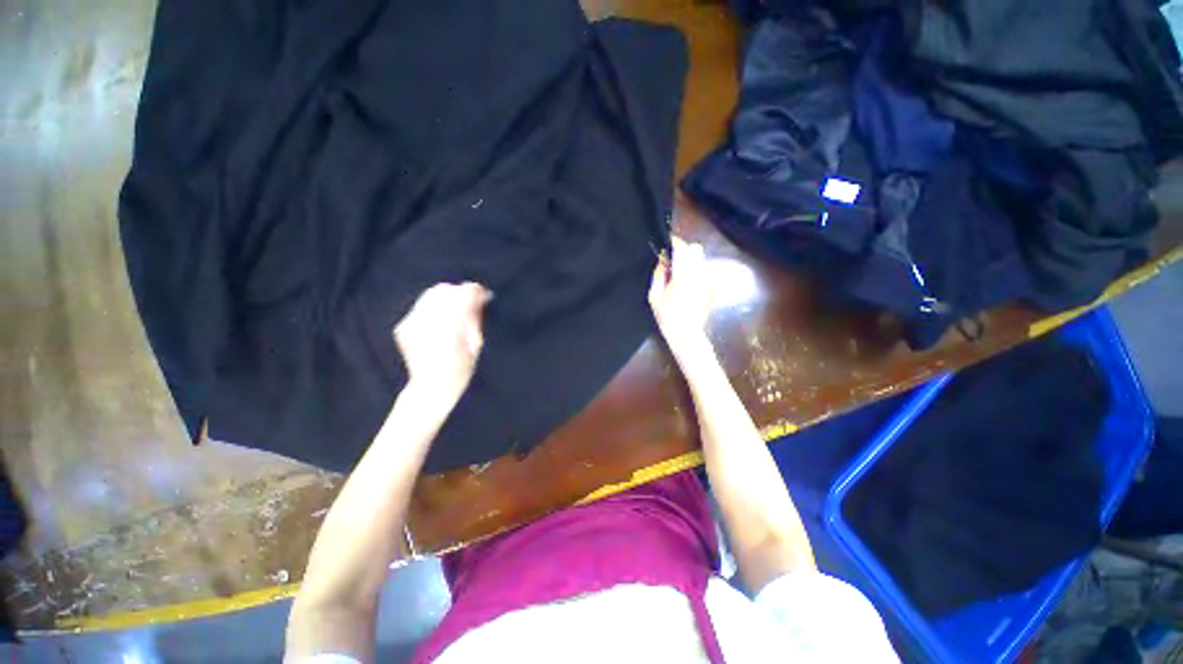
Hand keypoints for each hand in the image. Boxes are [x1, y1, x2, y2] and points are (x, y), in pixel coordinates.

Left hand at [394, 282, 491, 405]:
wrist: (430, 388)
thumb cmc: (460, 371)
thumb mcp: (475, 345)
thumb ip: (475, 317)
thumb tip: (481, 296)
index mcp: (448, 330)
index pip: (460, 297)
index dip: (473, 291)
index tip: (484, 292)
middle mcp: (425, 324)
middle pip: (444, 291)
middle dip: (460, 292)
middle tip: (472, 300)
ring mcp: (411, 324)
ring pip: (430, 294)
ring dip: (447, 297)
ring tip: (457, 309)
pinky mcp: (403, 327)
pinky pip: (421, 305)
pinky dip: (434, 306)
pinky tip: (442, 319)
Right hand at [648, 237, 712, 361]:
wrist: (686, 334)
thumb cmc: (667, 317)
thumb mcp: (654, 297)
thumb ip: (658, 275)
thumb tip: (662, 260)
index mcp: (682, 274)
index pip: (682, 248)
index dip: (675, 243)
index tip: (667, 245)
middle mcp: (697, 273)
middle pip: (696, 249)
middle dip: (685, 250)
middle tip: (673, 259)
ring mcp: (706, 280)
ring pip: (701, 260)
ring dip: (691, 260)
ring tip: (679, 272)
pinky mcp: (710, 287)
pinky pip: (704, 272)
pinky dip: (696, 272)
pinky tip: (687, 283)